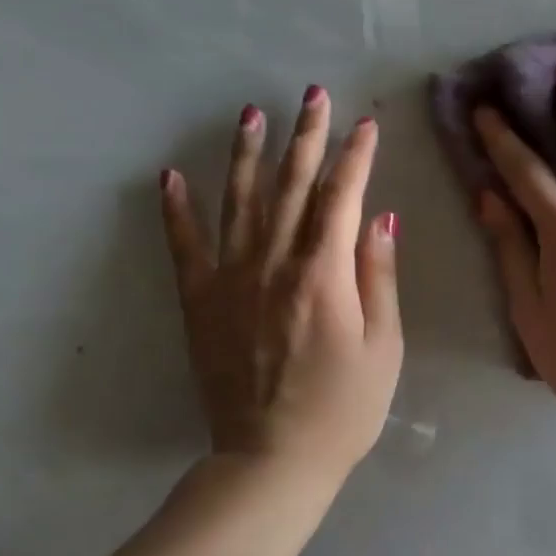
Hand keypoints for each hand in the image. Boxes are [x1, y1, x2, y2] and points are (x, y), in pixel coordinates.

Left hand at [159, 86, 402, 476]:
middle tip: (312, 95)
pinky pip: (185, 246)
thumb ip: (378, 277)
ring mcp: (230, 280)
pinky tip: (172, 176)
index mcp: (323, 275)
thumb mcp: (383, 346)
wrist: (272, 460)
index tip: (366, 124)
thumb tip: (379, 219)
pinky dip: (177, 209)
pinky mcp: (201, 303)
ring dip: (248, 154)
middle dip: (306, 137)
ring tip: (251, 114)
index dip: (356, 157)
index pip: (342, 198)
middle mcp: (273, 264)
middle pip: (292, 187)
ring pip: (240, 202)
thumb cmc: (344, 409)